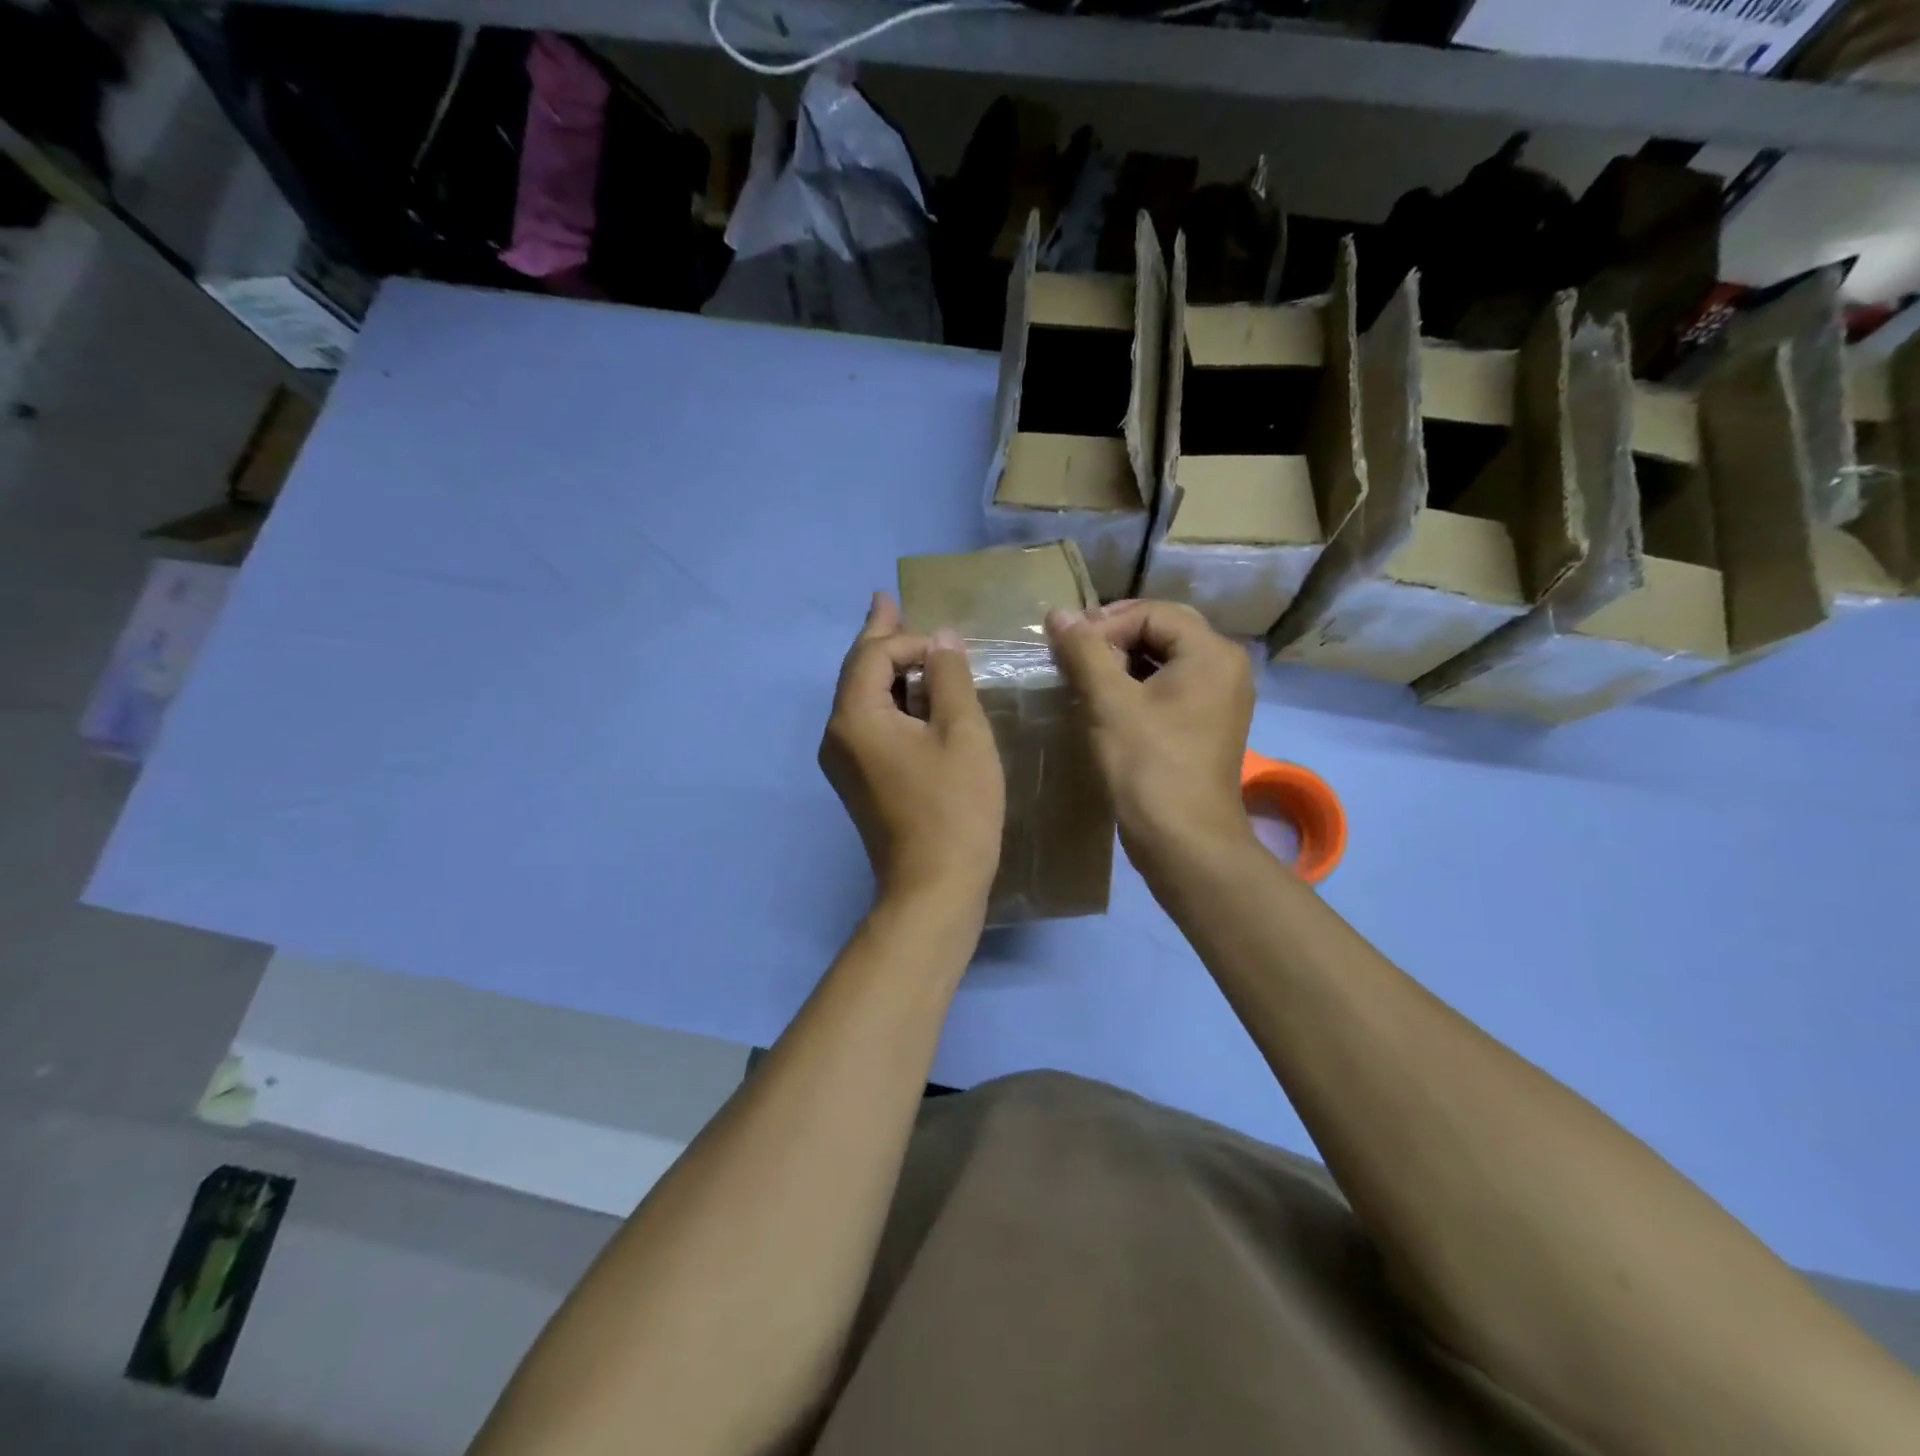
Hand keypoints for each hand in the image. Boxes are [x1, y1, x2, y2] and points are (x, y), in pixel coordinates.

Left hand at [819, 593, 1005, 908]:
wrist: (933, 887)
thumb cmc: (954, 808)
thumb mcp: (962, 733)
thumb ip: (949, 677)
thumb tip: (942, 639)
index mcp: (854, 718)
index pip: (873, 654)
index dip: (911, 640)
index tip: (951, 648)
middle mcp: (836, 735)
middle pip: (857, 671)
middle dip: (880, 637)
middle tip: (887, 601)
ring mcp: (843, 761)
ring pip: (862, 698)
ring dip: (886, 669)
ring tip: (904, 640)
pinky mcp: (858, 780)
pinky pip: (869, 724)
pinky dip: (890, 701)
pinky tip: (910, 694)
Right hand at [1045, 600, 1254, 874]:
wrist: (1184, 841)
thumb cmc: (1147, 766)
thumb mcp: (1109, 702)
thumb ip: (1083, 651)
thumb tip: (1058, 613)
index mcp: (1211, 652)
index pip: (1151, 613)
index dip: (1104, 624)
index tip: (1067, 649)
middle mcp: (1226, 666)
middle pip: (1163, 630)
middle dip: (1114, 638)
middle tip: (1075, 657)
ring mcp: (1221, 698)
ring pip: (1166, 659)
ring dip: (1123, 662)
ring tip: (1086, 679)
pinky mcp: (1208, 724)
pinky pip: (1172, 686)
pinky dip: (1139, 686)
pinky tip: (1108, 704)